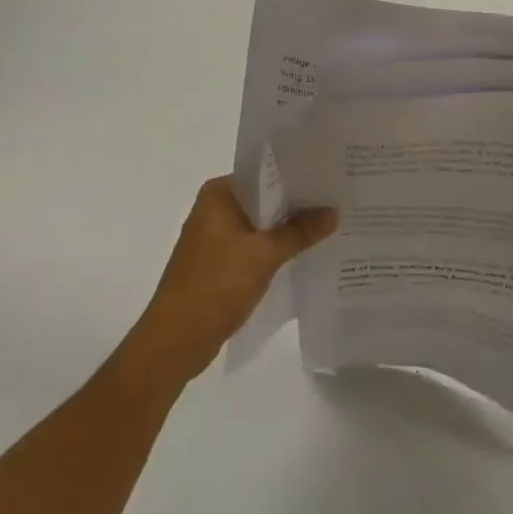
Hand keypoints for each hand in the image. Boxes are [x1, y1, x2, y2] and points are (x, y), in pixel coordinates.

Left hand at [128, 177, 337, 383]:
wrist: (176, 340)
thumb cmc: (217, 285)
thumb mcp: (265, 255)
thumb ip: (300, 232)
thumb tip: (334, 212)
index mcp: (219, 194)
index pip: (264, 173)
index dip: (297, 176)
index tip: (328, 178)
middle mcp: (214, 208)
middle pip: (264, 199)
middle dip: (296, 204)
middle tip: (336, 201)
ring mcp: (214, 236)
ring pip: (260, 224)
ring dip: (287, 229)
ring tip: (328, 225)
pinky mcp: (218, 262)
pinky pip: (253, 246)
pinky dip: (274, 249)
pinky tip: (303, 254)